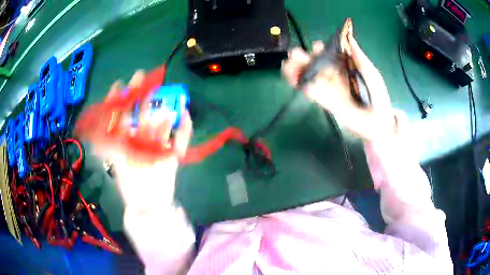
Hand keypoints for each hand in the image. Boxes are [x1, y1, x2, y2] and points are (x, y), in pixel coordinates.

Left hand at [95, 71, 192, 210]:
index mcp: (127, 141)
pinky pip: (180, 139)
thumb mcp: (114, 162)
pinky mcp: (172, 154)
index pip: (122, 116)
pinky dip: (184, 128)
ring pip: (160, 123)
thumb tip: (94, 128)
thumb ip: (106, 146)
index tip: (119, 85)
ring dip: (162, 109)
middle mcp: (141, 139)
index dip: (119, 100)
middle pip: (141, 114)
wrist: (149, 205)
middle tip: (141, 77)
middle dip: (141, 96)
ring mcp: (158, 145)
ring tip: (165, 97)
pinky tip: (185, 115)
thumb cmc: (130, 185)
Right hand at [283, 31, 396, 142]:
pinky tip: (299, 84)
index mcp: (344, 65)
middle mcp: (333, 74)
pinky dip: (304, 88)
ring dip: (297, 71)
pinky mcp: (326, 102)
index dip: (321, 49)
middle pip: (315, 64)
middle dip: (303, 58)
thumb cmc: (377, 95)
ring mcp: (329, 88)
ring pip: (310, 77)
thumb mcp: (371, 73)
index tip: (317, 46)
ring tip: (288, 67)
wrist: (378, 121)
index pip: (329, 54)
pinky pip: (313, 93)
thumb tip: (350, 37)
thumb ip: (359, 58)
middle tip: (294, 55)